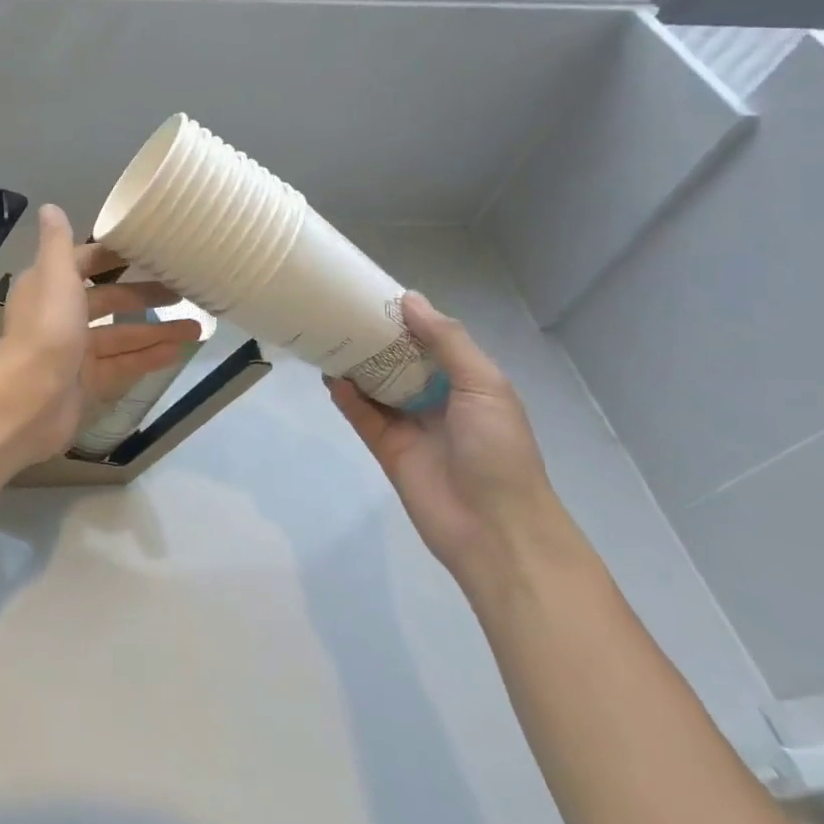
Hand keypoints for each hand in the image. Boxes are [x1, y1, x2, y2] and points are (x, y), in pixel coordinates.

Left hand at [0, 204, 202, 468]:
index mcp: (48, 287)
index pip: (85, 264)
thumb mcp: (54, 275)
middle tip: (184, 291)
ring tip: (197, 326)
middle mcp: (60, 316)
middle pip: (108, 301)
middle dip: (144, 296)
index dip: (115, 257)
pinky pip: (124, 365)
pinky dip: (149, 358)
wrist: (29, 402)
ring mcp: (75, 353)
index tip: (151, 250)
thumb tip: (50, 207)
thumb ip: (57, 243)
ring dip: (156, 330)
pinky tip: (178, 352)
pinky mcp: (88, 384)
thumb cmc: (46, 330)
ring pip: (122, 336)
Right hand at [325, 293, 564, 598]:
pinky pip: (361, 416)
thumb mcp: (484, 385)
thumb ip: (447, 341)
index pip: (430, 341)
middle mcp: (436, 399)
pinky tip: (329, 376)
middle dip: (373, 338)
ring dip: (354, 364)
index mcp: (466, 382)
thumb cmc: (498, 450)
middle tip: (338, 310)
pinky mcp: (386, 448)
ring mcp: (409, 425)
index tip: (373, 293)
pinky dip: (345, 397)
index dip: (404, 319)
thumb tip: (409, 300)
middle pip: (397, 361)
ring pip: (375, 386)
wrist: (496, 530)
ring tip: (325, 336)